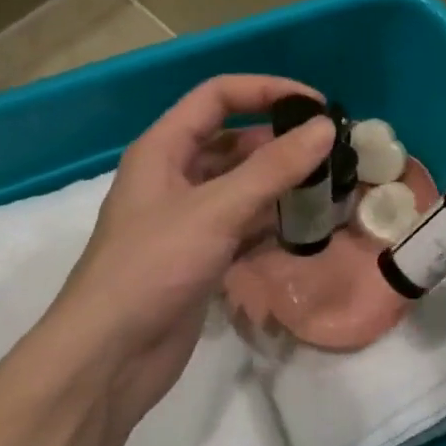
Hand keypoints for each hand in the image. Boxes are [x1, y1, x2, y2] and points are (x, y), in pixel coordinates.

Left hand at [49, 75, 334, 440]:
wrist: (112, 355)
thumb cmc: (154, 267)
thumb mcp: (215, 210)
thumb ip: (272, 169)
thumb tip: (325, 128)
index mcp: (163, 149)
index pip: (218, 97)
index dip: (266, 90)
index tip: (318, 106)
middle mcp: (173, 177)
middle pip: (233, 142)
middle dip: (280, 143)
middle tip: (333, 154)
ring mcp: (187, 221)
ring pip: (241, 188)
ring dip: (280, 186)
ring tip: (330, 190)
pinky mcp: (200, 258)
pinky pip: (242, 228)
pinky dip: (271, 225)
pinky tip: (306, 232)